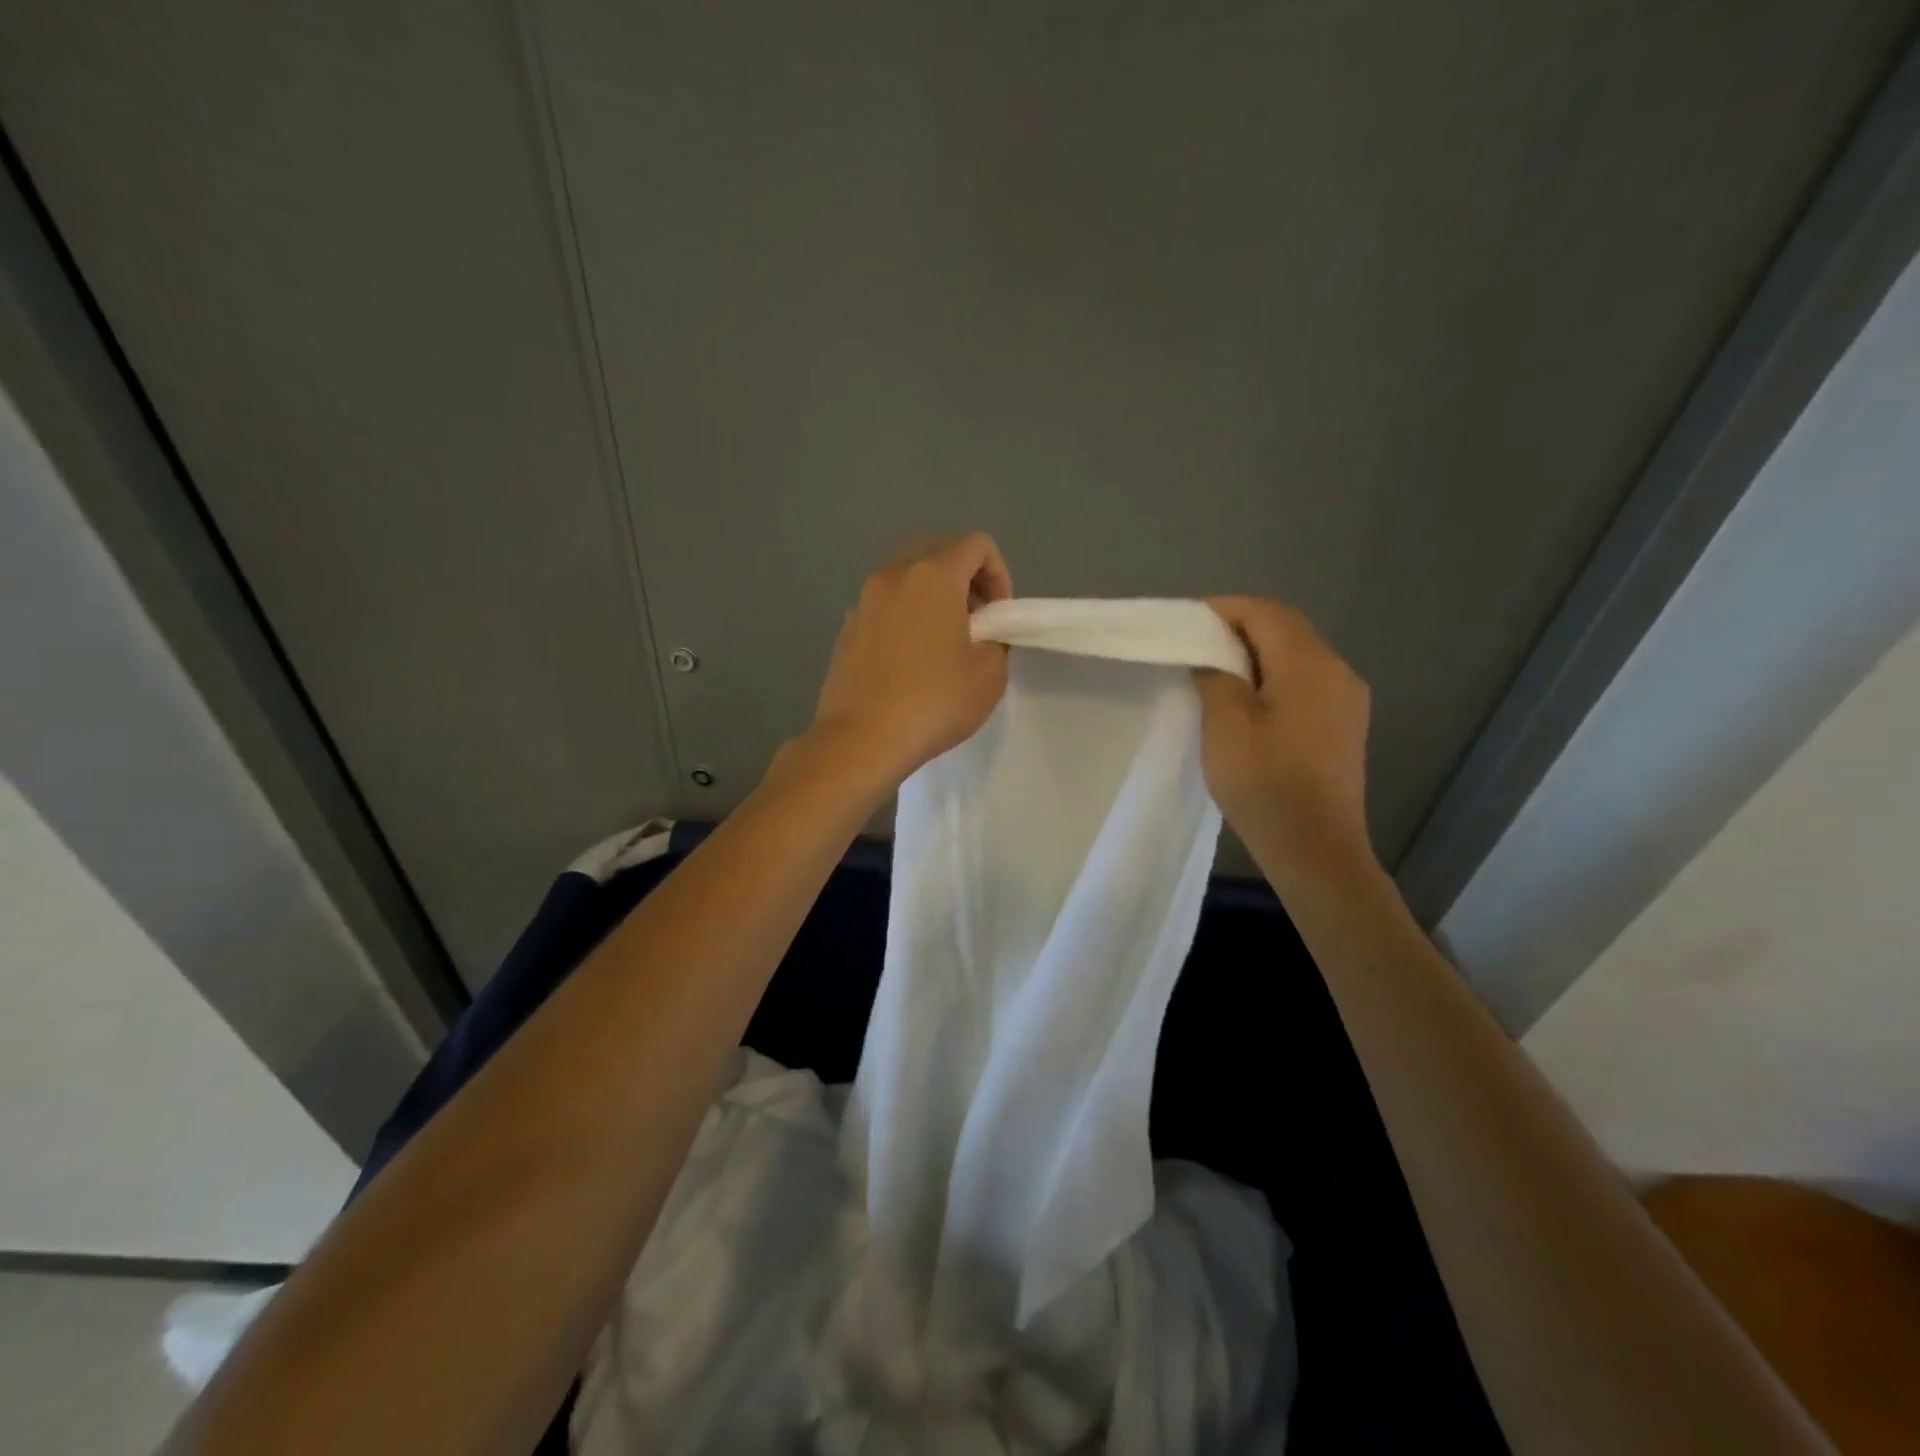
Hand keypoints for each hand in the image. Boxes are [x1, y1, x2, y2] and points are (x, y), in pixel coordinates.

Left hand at [807, 533, 1013, 788]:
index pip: (976, 543)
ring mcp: (863, 601)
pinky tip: (909, 662)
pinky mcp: (846, 629)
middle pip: (937, 551)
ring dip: (932, 597)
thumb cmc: (933, 702)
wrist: (861, 739)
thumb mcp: (989, 675)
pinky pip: (884, 606)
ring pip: (906, 578)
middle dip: (965, 579)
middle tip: (976, 622)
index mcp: (933, 575)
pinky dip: (904, 617)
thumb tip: (982, 635)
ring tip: (943, 643)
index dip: (999, 573)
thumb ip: (997, 641)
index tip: (998, 615)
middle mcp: (893, 576)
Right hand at [1194, 596, 1372, 865]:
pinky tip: (1246, 702)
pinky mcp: (1344, 725)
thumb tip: (1214, 657)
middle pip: (1285, 629)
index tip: (1185, 623)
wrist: (1315, 849)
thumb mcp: (1226, 725)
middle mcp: (1337, 671)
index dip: (1223, 609)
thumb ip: (1216, 677)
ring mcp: (1347, 699)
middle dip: (1238, 628)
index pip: (1265, 612)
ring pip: (1296, 655)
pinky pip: (1305, 682)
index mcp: (1309, 664)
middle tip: (1194, 645)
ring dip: (1255, 654)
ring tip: (1213, 672)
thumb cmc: (1265, 784)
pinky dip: (1272, 677)